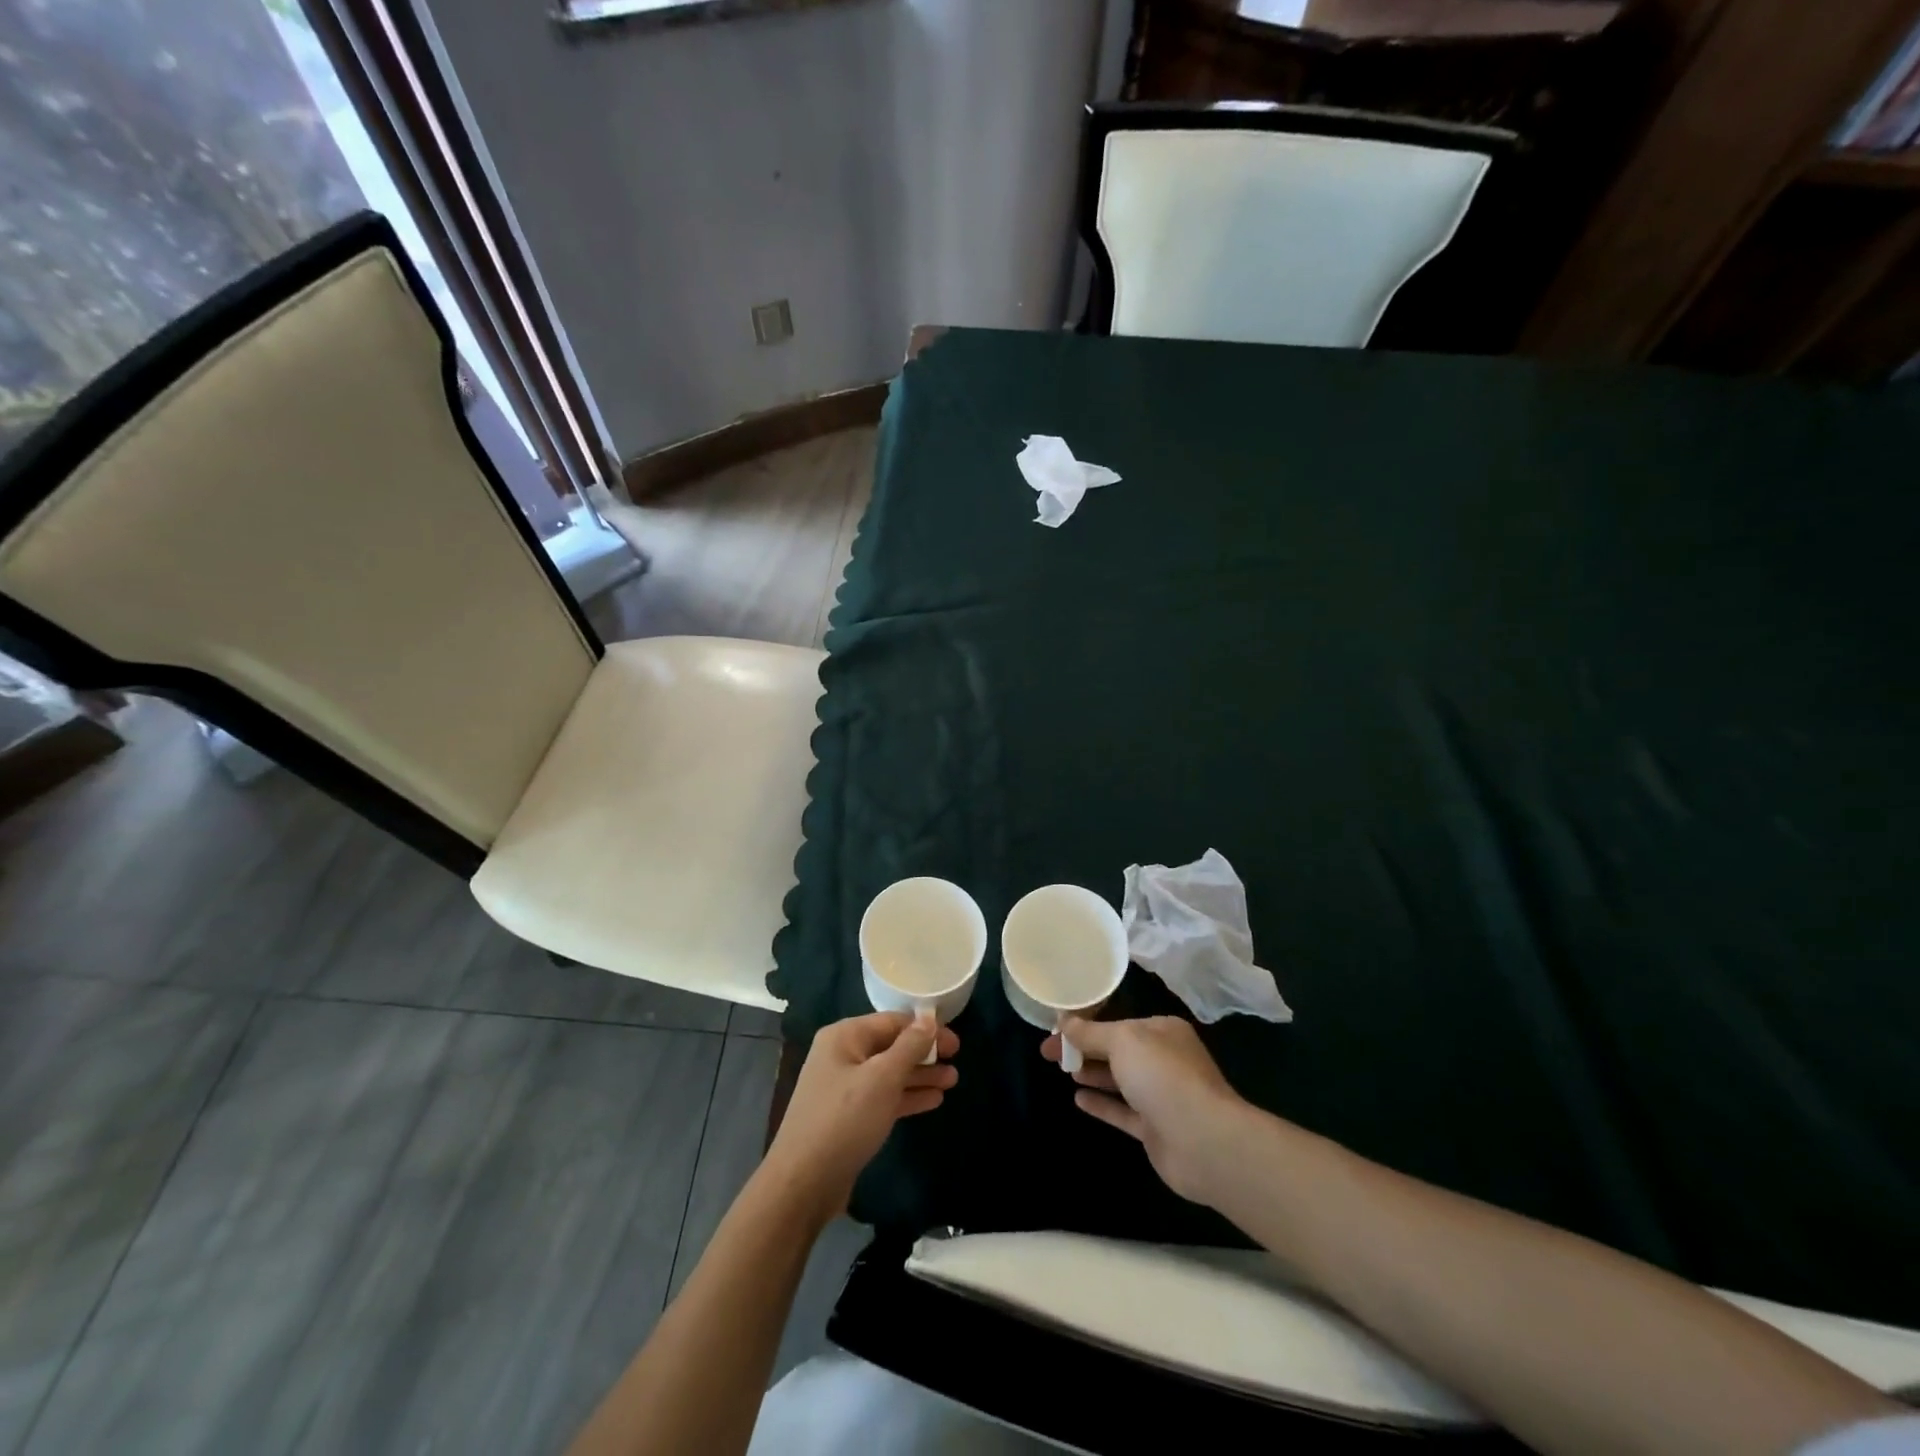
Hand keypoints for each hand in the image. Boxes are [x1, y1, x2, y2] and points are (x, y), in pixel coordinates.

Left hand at [763, 1011, 958, 1223]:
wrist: (803, 1184)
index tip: (955, 1043)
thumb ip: (909, 1046)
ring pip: (890, 1073)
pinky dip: (907, 1096)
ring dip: (920, 1076)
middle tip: (957, 1061)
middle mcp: (842, 1055)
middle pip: (892, 1046)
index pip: (893, 1021)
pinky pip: (884, 1097)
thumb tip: (929, 1018)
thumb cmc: (844, 1119)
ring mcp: (844, 1087)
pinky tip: (933, 1100)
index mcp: (845, 1037)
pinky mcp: (849, 1116)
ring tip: (953, 1081)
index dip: (926, 1028)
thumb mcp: (882, 1078)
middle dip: (925, 1053)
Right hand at [1042, 1016, 1248, 1205]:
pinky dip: (1102, 1104)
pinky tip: (1077, 1100)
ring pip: (1120, 1081)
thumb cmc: (1162, 1076)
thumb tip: (1064, 1021)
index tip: (1057, 1030)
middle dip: (1084, 1049)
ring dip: (1093, 1074)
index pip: (1118, 1023)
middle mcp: (1164, 1059)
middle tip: (1048, 1053)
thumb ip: (1091, 1032)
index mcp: (1162, 1031)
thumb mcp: (1122, 1041)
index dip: (1086, 1026)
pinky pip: (1123, 1112)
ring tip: (1064, 1071)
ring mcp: (1161, 1096)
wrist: (1203, 1141)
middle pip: (1117, 1051)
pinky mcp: (1156, 1130)